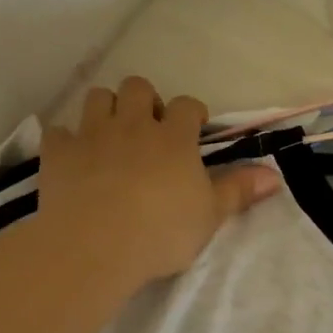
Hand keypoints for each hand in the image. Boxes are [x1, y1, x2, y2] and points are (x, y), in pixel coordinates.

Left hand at [39, 77, 280, 291]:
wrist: (96, 245)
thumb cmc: (162, 232)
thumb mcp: (210, 216)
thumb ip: (238, 191)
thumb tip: (274, 175)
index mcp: (173, 138)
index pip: (186, 106)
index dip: (191, 113)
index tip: (193, 129)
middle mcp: (132, 125)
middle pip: (138, 87)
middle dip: (145, 100)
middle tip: (148, 129)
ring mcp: (92, 135)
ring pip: (98, 98)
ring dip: (106, 110)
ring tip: (112, 135)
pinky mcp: (58, 153)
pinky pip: (59, 132)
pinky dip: (67, 140)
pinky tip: (73, 157)